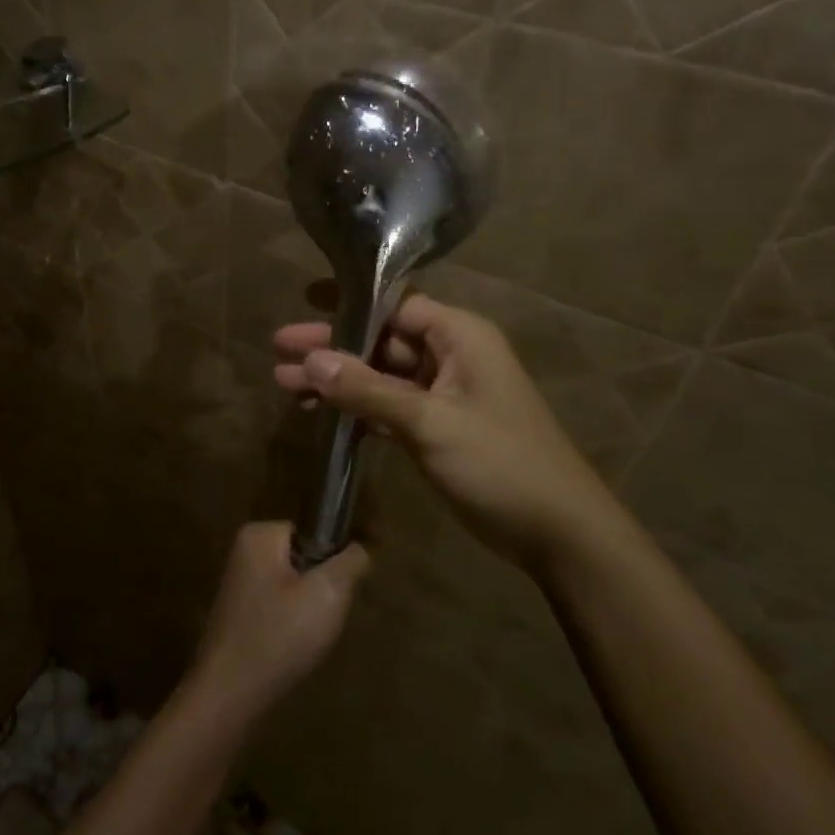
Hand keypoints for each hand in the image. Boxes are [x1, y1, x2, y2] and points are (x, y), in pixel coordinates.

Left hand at [190, 521, 368, 721]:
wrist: (230, 692)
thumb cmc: (280, 635)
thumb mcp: (328, 593)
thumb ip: (349, 563)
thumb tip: (359, 548)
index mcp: (260, 534)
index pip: (314, 531)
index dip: (334, 559)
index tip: (342, 590)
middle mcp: (244, 551)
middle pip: (304, 558)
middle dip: (321, 586)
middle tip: (326, 616)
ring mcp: (239, 582)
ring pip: (294, 585)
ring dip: (309, 608)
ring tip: (310, 635)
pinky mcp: (239, 611)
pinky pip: (278, 606)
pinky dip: (291, 623)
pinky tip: (294, 646)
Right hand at [274, 294, 627, 570]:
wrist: (557, 532)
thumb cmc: (500, 463)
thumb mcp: (430, 422)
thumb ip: (368, 390)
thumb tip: (311, 360)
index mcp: (460, 336)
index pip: (396, 306)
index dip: (350, 303)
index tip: (304, 302)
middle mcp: (451, 356)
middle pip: (381, 341)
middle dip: (331, 346)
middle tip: (277, 347)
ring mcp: (443, 394)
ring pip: (380, 375)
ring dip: (337, 380)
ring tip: (283, 383)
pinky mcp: (436, 427)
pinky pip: (387, 406)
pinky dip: (356, 408)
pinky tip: (318, 412)